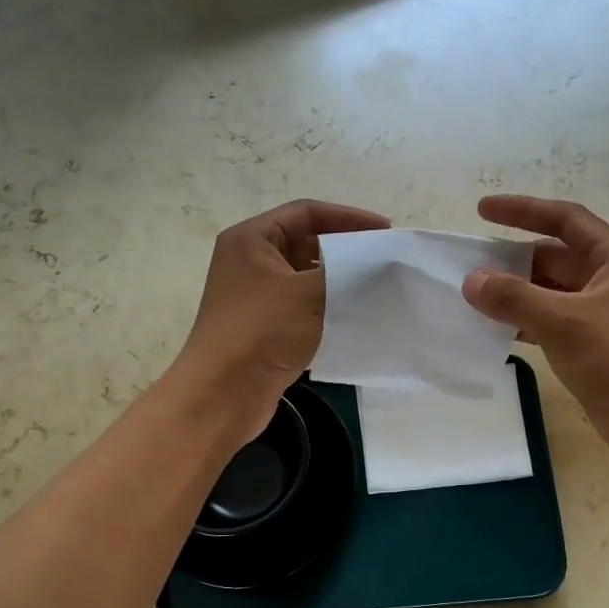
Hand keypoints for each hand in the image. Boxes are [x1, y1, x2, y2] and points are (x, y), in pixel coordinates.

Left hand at [174, 199, 389, 444]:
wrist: (223, 395)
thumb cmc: (262, 332)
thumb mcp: (309, 293)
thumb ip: (347, 271)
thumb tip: (379, 261)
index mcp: (251, 240)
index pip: (306, 212)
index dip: (348, 217)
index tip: (386, 231)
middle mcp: (250, 262)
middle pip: (306, 242)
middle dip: (345, 250)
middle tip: (384, 260)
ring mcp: (255, 296)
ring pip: (306, 277)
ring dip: (339, 281)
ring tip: (378, 287)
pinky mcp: (264, 327)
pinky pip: (302, 306)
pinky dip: (328, 307)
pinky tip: (356, 317)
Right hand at [462, 195, 608, 468]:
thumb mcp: (566, 322)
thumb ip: (515, 298)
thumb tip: (471, 281)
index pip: (565, 220)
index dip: (523, 210)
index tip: (482, 210)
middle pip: (554, 257)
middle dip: (513, 260)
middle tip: (469, 265)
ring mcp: (602, 315)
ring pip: (550, 293)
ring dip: (516, 294)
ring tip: (473, 297)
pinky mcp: (593, 346)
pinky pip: (551, 323)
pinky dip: (524, 323)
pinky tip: (495, 330)